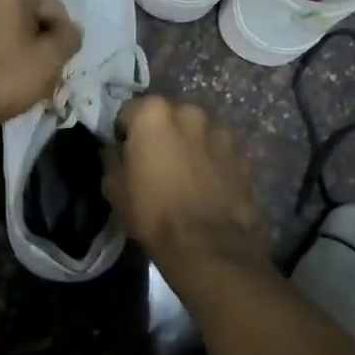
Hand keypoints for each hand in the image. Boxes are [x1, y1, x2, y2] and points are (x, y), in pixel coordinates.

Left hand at [0, 0, 81, 141]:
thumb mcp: (50, 61)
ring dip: (5, 39)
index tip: (60, 51)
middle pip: (17, 6)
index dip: (60, 22)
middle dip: (32, 31)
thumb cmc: (3, 78)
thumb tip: (70, 30)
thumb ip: (68, 38)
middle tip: (39, 62)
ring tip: (11, 71)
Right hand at [102, 96, 263, 268]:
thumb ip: (113, 158)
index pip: (129, 111)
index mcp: (153, 113)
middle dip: (161, 133)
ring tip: (185, 175)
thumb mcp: (114, 187)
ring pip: (196, 131)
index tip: (125, 152)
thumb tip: (116, 149)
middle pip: (167, 117)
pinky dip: (211, 160)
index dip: (124, 132)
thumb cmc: (152, 211)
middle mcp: (188, 111)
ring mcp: (220, 131)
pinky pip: (218, 150)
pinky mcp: (242, 154)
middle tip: (155, 163)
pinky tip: (206, 185)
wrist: (207, 243)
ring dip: (188, 144)